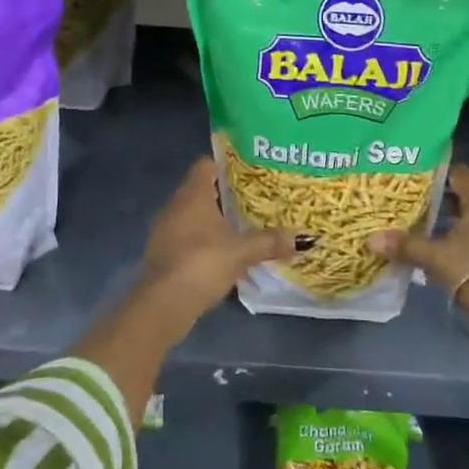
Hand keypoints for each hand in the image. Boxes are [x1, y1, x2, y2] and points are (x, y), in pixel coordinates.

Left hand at [141, 158, 298, 320]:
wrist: (163, 304)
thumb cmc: (203, 263)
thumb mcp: (242, 251)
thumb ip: (271, 241)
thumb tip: (306, 238)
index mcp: (192, 194)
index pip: (205, 164)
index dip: (225, 164)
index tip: (247, 170)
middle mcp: (174, 206)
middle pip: (200, 190)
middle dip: (224, 194)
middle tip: (253, 199)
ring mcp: (165, 230)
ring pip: (192, 215)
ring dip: (213, 220)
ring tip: (241, 226)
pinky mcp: (162, 254)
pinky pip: (186, 237)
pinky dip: (202, 240)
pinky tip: (222, 253)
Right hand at [369, 163, 468, 293]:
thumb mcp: (436, 256)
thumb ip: (406, 245)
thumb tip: (372, 238)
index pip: (458, 173)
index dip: (435, 173)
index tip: (412, 178)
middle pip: (464, 195)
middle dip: (439, 199)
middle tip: (411, 202)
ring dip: (450, 221)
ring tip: (422, 226)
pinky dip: (462, 238)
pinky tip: (443, 249)